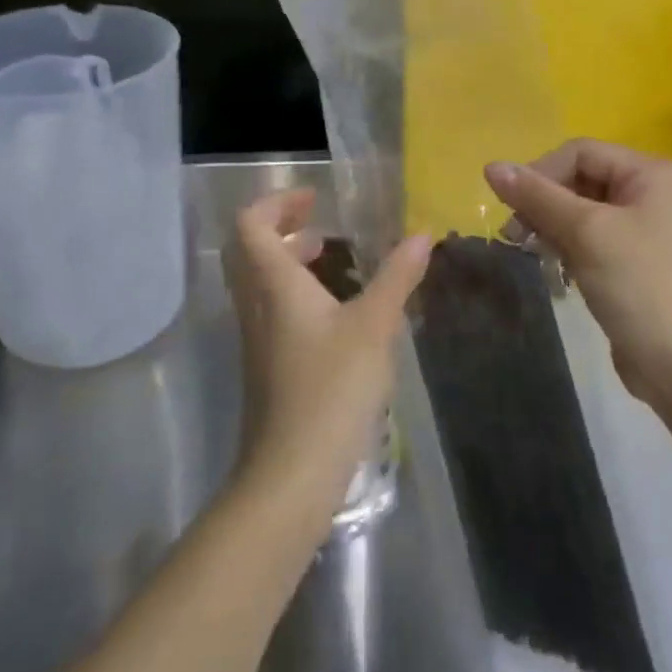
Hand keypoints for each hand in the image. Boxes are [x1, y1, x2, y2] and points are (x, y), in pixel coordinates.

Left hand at [226, 189, 431, 529]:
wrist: (291, 473)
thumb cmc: (331, 388)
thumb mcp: (374, 326)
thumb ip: (398, 277)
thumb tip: (422, 235)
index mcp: (274, 284)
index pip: (251, 224)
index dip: (277, 202)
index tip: (314, 198)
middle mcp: (256, 304)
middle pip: (249, 249)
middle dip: (281, 226)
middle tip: (320, 221)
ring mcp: (257, 337)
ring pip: (259, 280)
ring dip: (287, 258)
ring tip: (329, 255)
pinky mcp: (266, 364)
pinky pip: (269, 307)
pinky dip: (293, 289)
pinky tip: (333, 309)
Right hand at [484, 141, 671, 404]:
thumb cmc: (640, 287)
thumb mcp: (586, 233)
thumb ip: (537, 196)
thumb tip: (490, 166)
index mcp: (648, 173)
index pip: (579, 152)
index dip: (540, 172)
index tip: (510, 207)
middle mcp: (647, 192)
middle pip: (578, 178)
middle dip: (543, 201)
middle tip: (513, 233)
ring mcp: (640, 228)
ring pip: (578, 209)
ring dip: (548, 224)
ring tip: (526, 249)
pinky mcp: (629, 260)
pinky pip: (587, 237)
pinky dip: (564, 245)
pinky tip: (551, 266)